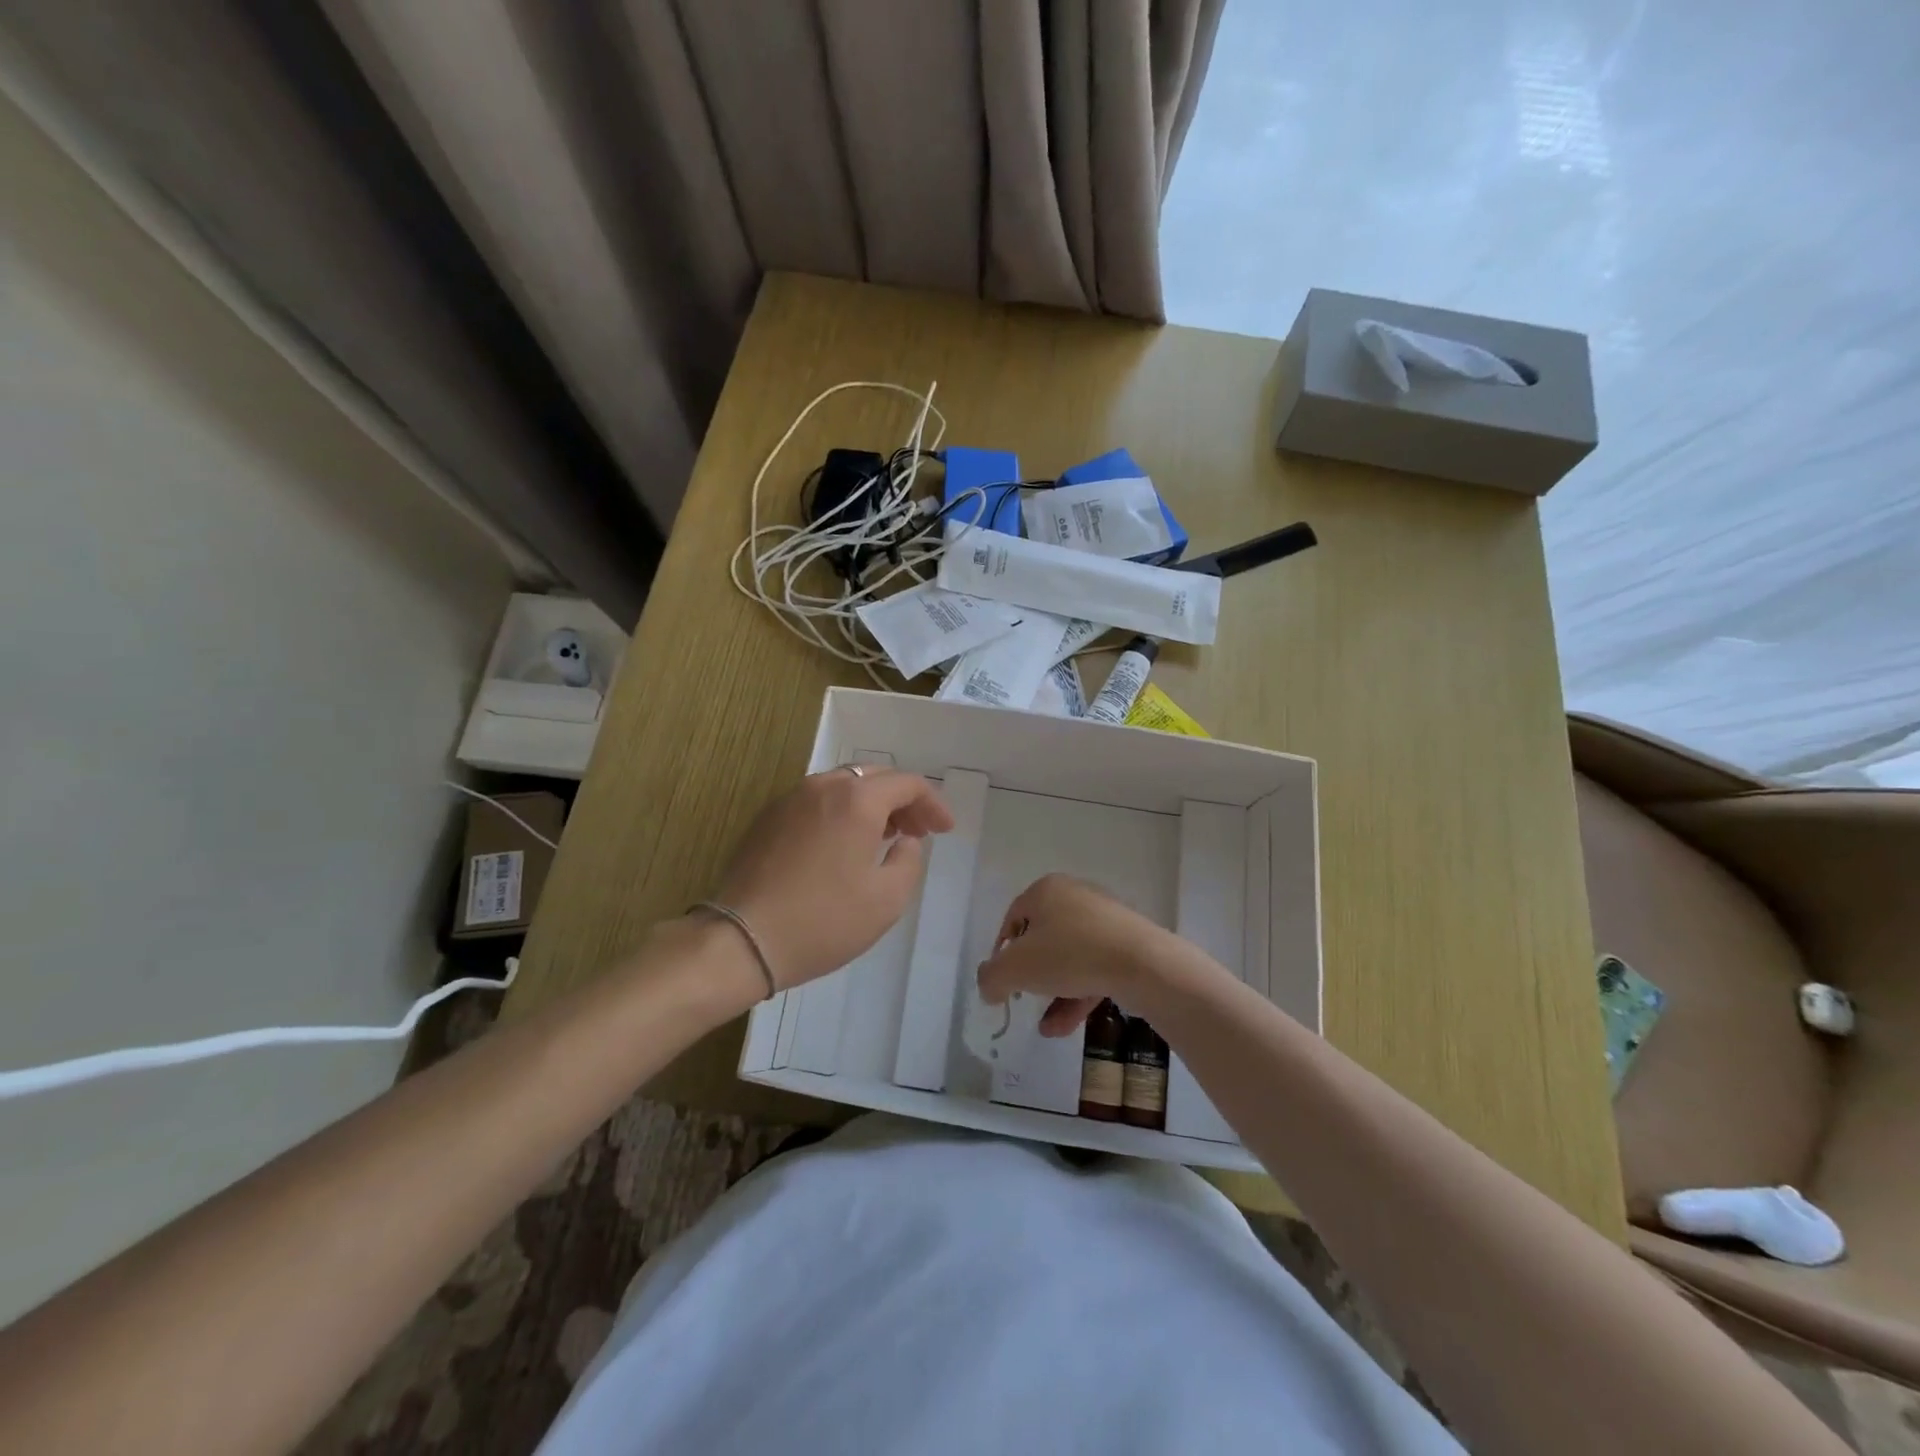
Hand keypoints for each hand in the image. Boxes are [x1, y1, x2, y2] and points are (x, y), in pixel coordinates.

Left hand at [712, 767, 952, 987]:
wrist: (742, 940)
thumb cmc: (824, 921)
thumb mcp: (886, 899)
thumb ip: (909, 860)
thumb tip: (905, 840)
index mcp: (857, 800)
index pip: (907, 783)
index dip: (933, 804)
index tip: (944, 830)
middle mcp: (823, 787)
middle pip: (874, 777)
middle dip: (903, 800)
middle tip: (918, 832)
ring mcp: (790, 799)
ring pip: (843, 786)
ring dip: (871, 804)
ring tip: (884, 837)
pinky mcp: (768, 818)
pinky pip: (817, 802)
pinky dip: (841, 812)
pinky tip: (843, 845)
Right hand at [976, 874, 1183, 1036]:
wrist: (1141, 963)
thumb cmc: (1069, 954)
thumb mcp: (1016, 968)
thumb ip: (991, 978)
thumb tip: (989, 987)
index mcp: (1046, 890)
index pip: (1013, 919)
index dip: (1003, 952)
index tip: (1003, 981)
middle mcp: (1075, 896)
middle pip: (1043, 939)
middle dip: (1032, 976)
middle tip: (1026, 999)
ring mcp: (1105, 919)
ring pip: (1070, 958)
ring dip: (1055, 994)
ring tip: (1048, 1028)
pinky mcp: (1127, 943)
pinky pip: (1095, 968)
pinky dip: (1079, 994)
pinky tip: (1067, 1027)